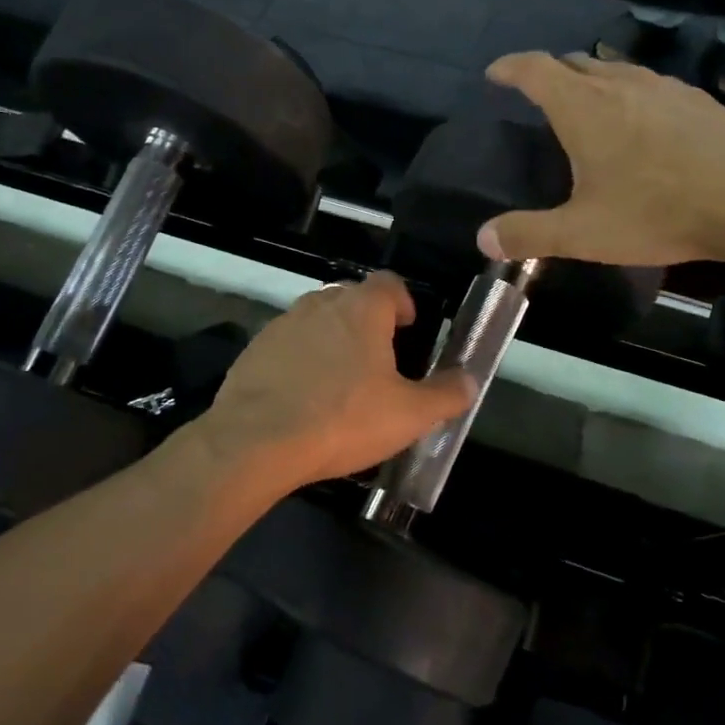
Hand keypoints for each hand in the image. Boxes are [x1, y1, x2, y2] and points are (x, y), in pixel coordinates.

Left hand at [201, 273, 474, 491]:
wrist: (255, 442)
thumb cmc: (343, 419)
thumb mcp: (409, 415)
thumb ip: (446, 395)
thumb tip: (470, 381)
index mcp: (362, 308)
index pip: (389, 283)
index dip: (403, 302)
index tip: (409, 330)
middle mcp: (321, 304)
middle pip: (352, 299)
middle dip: (368, 322)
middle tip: (379, 362)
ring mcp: (283, 324)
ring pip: (317, 321)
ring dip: (332, 340)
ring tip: (340, 383)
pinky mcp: (254, 349)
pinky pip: (287, 345)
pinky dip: (300, 361)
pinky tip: (303, 398)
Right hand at [474, 52, 724, 270]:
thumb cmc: (658, 211)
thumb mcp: (583, 233)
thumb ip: (529, 235)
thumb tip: (483, 239)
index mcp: (583, 106)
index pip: (534, 69)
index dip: (509, 67)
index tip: (495, 74)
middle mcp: (621, 84)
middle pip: (575, 62)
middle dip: (550, 72)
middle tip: (538, 94)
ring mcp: (664, 87)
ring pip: (616, 69)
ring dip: (593, 80)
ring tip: (588, 105)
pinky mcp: (699, 100)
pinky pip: (650, 86)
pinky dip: (631, 94)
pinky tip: (644, 124)